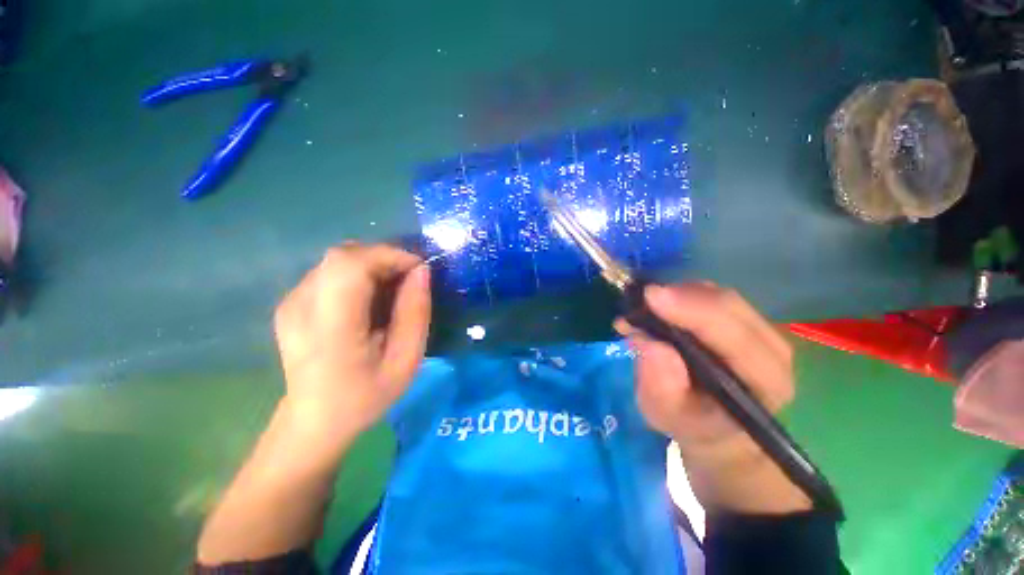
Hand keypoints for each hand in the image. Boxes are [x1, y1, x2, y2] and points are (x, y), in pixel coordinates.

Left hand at [273, 243, 431, 439]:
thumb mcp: (405, 360)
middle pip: (344, 255)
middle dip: (385, 257)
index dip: (389, 255)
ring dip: (373, 265)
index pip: (351, 264)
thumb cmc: (365, 396)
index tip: (419, 268)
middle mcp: (301, 306)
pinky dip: (359, 274)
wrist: (315, 420)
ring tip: (393, 289)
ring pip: (338, 260)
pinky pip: (331, 272)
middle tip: (409, 278)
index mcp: (330, 327)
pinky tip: (370, 299)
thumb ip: (415, 313)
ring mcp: (291, 302)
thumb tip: (422, 271)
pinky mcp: (292, 302)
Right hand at [616, 283, 809, 513]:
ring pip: (718, 296)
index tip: (652, 297)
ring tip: (644, 308)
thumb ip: (660, 386)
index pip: (737, 338)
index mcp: (765, 383)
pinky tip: (658, 307)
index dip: (695, 313)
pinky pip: (710, 296)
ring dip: (677, 294)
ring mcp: (759, 331)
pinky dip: (679, 295)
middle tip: (640, 301)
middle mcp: (771, 351)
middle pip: (729, 307)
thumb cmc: (691, 424)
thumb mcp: (668, 415)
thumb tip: (647, 341)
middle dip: (681, 297)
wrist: (713, 425)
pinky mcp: (740, 320)